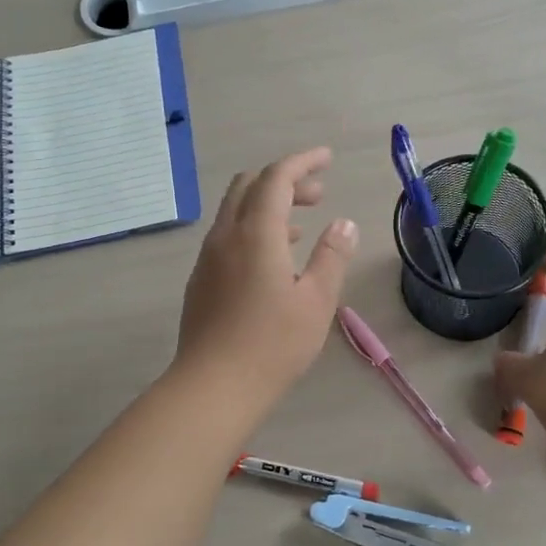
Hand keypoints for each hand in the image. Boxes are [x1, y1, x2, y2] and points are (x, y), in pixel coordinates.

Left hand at [174, 147, 357, 408]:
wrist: (212, 386)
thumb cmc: (273, 345)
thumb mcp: (316, 301)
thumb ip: (331, 256)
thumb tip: (343, 223)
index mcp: (256, 233)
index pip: (277, 178)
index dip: (303, 162)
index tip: (327, 158)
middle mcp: (226, 236)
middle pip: (250, 185)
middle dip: (285, 180)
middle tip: (318, 194)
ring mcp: (208, 257)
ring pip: (235, 210)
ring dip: (267, 204)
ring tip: (301, 225)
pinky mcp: (201, 279)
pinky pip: (227, 235)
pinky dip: (252, 228)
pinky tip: (272, 258)